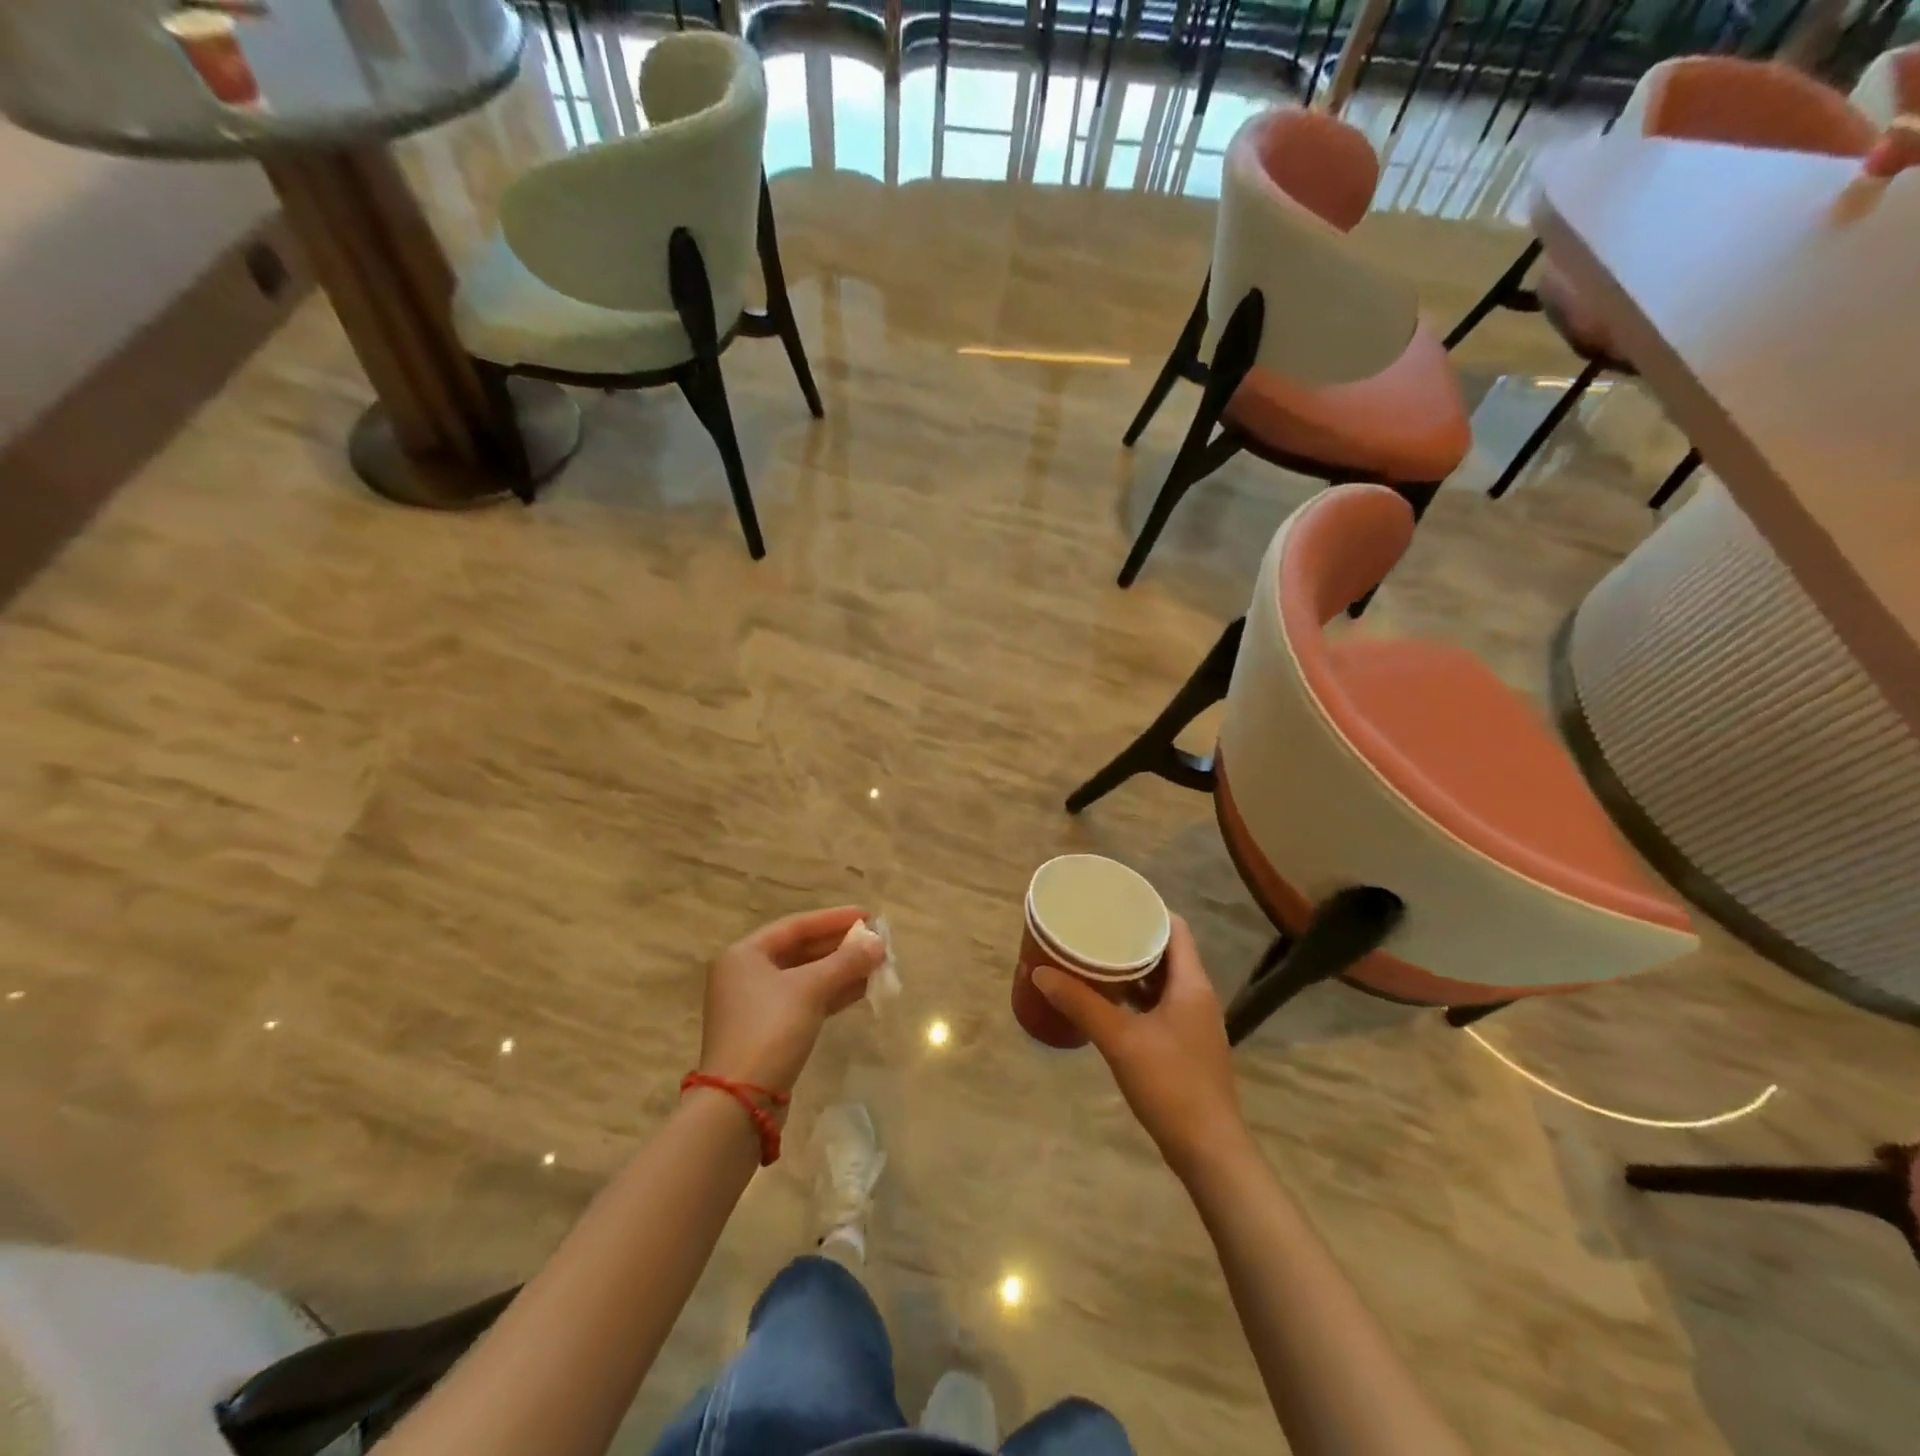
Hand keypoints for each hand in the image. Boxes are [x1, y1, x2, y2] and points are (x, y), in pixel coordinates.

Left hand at [699, 906, 885, 1096]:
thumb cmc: (770, 1030)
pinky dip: (831, 993)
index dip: (835, 919)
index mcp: (745, 954)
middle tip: (877, 942)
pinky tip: (861, 990)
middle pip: (801, 950)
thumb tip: (879, 943)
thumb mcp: (810, 989)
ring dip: (841, 971)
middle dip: (841, 947)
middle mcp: (746, 974)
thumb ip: (846, 962)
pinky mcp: (768, 1031)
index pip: (796, 925)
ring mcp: (756, 1005)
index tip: (869, 915)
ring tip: (877, 965)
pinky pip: (805, 1000)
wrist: (741, 1102)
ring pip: (806, 977)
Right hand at [1034, 916, 1250, 1180]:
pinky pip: (1160, 1006)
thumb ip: (1081, 1003)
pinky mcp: (1186, 1046)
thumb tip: (1040, 972)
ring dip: (1133, 969)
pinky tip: (1109, 1002)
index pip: (1175, 928)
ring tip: (1096, 958)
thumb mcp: (1120, 1040)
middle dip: (1132, 938)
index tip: (1113, 903)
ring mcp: (1194, 1023)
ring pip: (1162, 981)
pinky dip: (1137, 997)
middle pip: (1167, 952)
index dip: (1147, 911)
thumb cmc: (1171, 1085)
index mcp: (1191, 984)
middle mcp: (1197, 996)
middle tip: (1095, 929)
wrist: (1209, 1151)